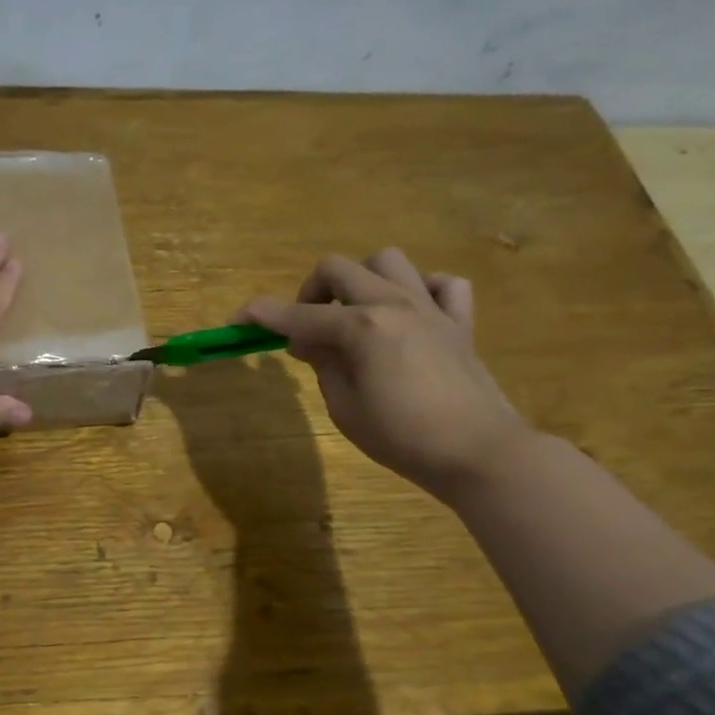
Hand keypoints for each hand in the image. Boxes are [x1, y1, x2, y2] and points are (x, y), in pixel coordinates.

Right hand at [241, 249, 531, 500]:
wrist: (477, 452)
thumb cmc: (402, 437)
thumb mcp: (344, 407)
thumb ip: (323, 365)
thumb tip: (306, 341)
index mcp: (361, 327)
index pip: (296, 315)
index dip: (260, 315)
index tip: (237, 319)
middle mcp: (393, 304)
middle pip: (338, 268)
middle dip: (310, 291)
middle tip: (306, 326)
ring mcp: (430, 309)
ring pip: (388, 261)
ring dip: (362, 282)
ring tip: (356, 315)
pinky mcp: (459, 323)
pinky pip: (442, 284)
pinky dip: (421, 291)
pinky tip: (410, 317)